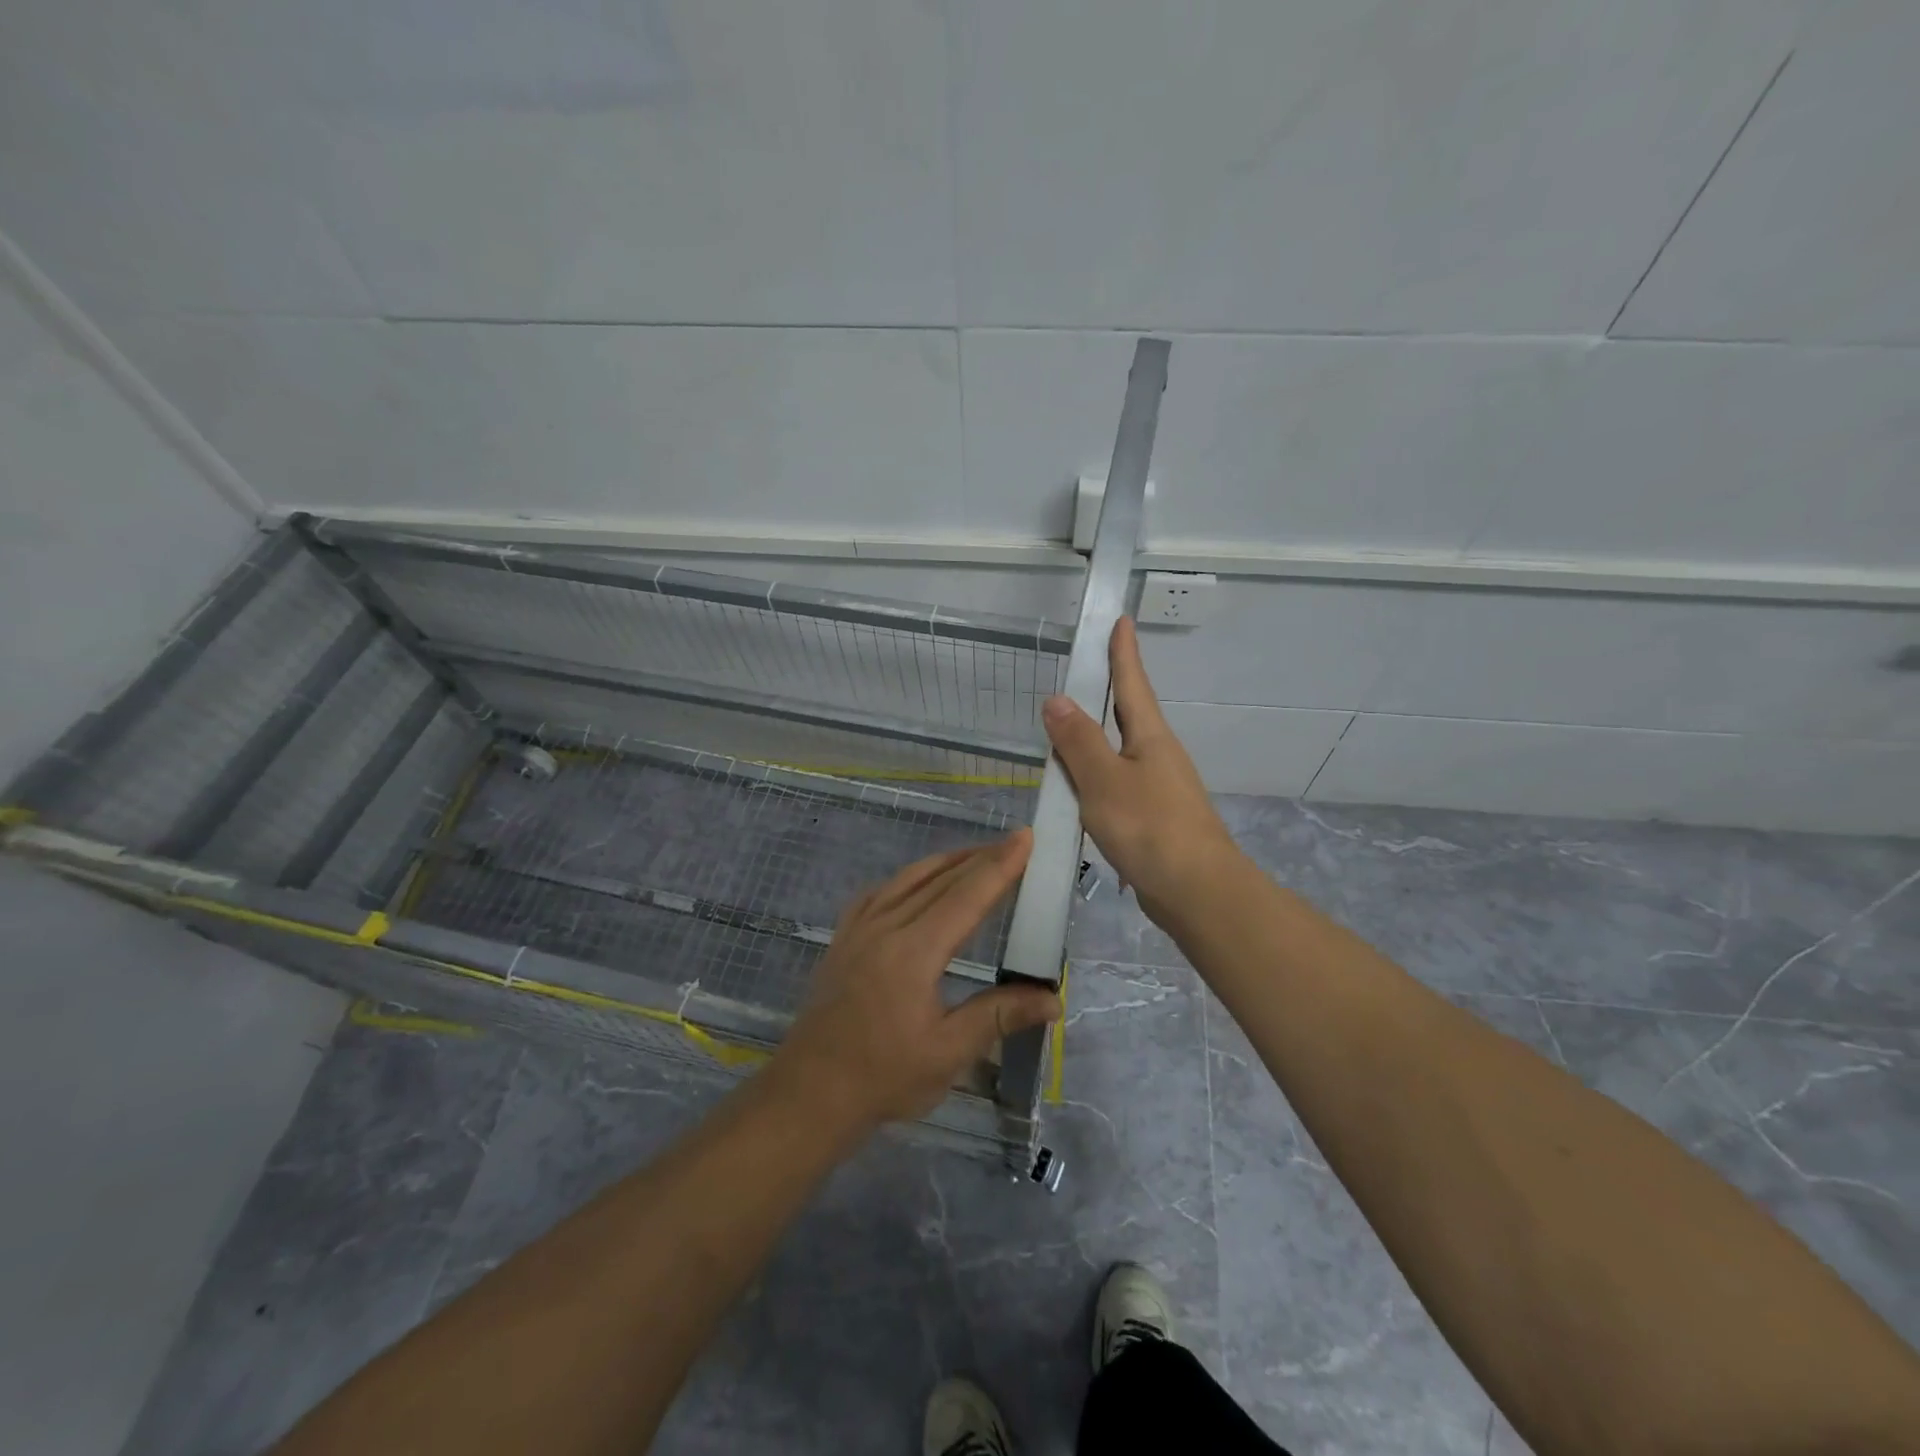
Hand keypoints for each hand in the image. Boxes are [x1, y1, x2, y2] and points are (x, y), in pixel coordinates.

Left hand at [770, 832, 1061, 1131]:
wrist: (810, 1092)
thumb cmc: (883, 1077)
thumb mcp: (947, 1053)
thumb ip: (999, 1016)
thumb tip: (1052, 999)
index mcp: (914, 951)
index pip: (966, 896)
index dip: (999, 866)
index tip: (1025, 838)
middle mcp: (886, 926)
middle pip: (941, 879)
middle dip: (981, 857)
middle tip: (1014, 842)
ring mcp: (859, 928)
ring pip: (909, 878)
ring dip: (946, 862)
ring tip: (977, 855)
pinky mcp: (843, 938)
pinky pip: (879, 892)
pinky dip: (908, 878)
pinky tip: (916, 882)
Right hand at [1041, 617, 1241, 924]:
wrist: (1197, 891)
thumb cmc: (1150, 828)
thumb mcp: (1103, 780)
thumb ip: (1078, 741)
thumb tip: (1057, 699)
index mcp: (1149, 737)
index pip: (1132, 683)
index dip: (1123, 652)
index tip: (1122, 619)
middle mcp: (1158, 755)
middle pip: (1128, 714)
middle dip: (1108, 692)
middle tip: (1084, 671)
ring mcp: (1159, 787)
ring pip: (1120, 751)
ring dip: (1096, 737)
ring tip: (1066, 731)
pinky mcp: (1154, 817)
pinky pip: (1118, 783)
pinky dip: (1096, 776)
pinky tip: (1080, 789)